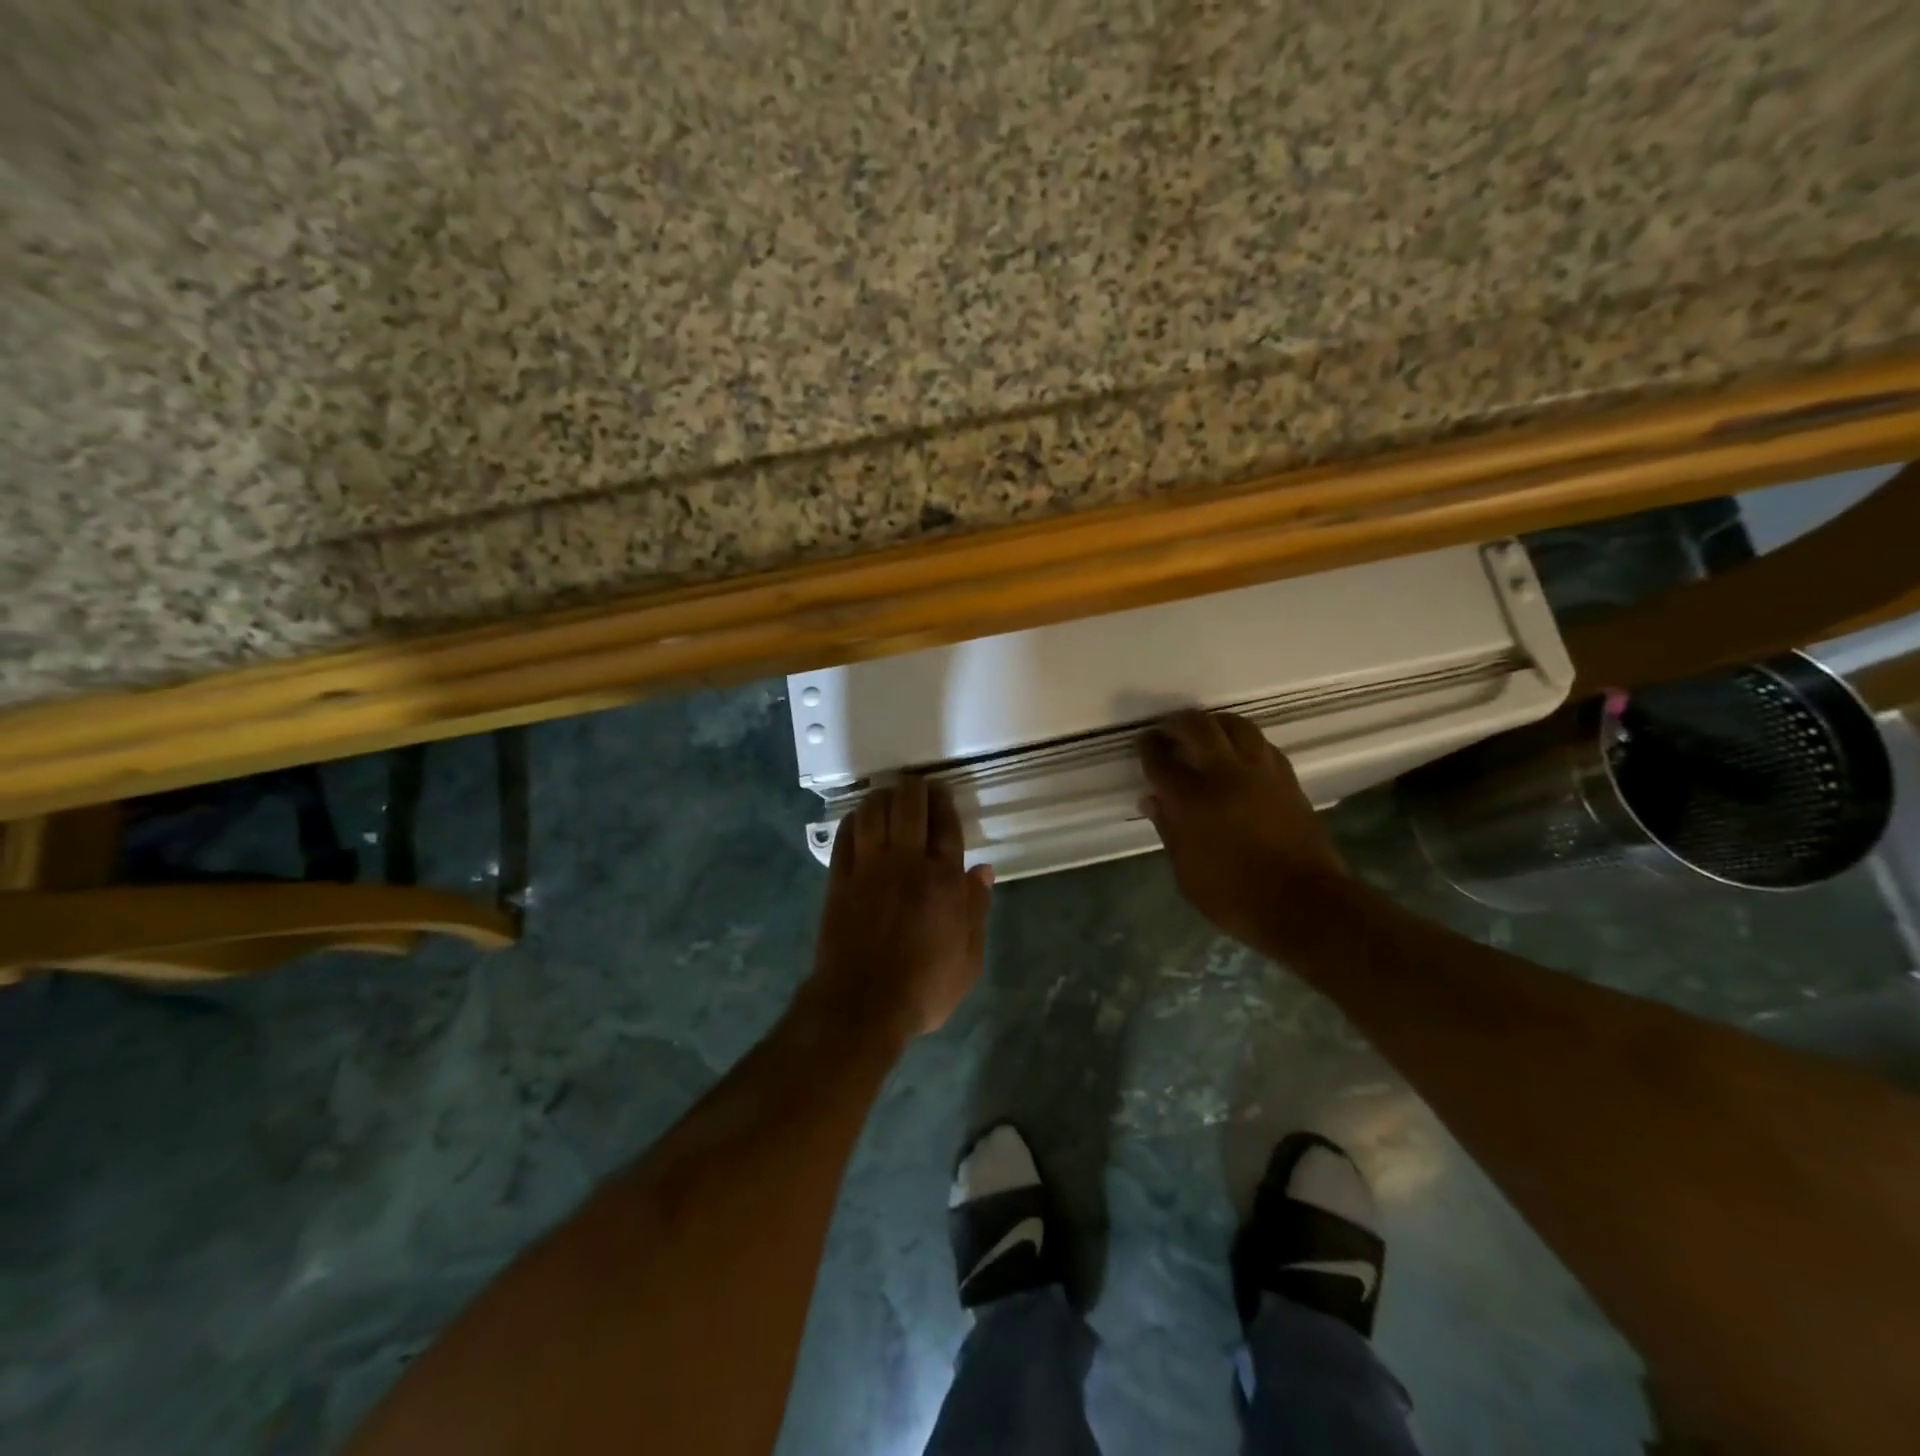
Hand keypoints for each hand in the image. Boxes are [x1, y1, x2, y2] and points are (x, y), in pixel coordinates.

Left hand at [807, 778, 993, 1044]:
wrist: (861, 1006)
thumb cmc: (923, 988)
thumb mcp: (968, 960)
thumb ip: (977, 911)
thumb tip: (983, 871)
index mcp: (943, 881)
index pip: (946, 826)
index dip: (945, 803)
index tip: (943, 794)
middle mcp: (906, 863)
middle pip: (909, 806)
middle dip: (915, 789)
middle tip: (917, 787)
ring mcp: (868, 868)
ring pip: (873, 812)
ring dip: (882, 797)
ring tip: (889, 796)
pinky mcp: (839, 879)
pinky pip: (845, 836)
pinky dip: (853, 820)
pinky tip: (859, 819)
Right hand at [1137, 709, 1348, 952]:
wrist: (1304, 904)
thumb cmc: (1235, 896)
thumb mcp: (1187, 873)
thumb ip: (1168, 830)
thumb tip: (1153, 800)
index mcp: (1190, 801)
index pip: (1160, 760)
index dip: (1148, 747)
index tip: (1144, 744)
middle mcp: (1224, 776)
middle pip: (1197, 727)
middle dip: (1177, 723)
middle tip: (1169, 731)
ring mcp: (1260, 773)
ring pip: (1235, 725)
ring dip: (1214, 723)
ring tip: (1205, 733)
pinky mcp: (1287, 778)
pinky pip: (1262, 744)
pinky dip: (1244, 741)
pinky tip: (1239, 753)